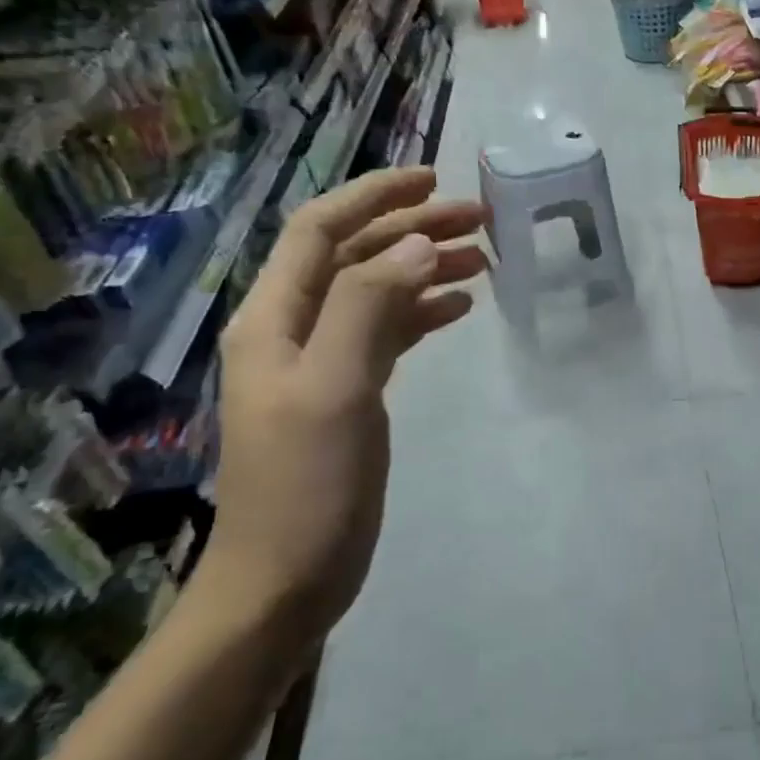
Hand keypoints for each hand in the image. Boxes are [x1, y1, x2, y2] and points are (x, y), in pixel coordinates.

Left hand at [196, 169, 485, 650]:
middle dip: (412, 229)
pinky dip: (422, 312)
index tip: (434, 180)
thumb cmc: (307, 486)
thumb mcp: (335, 389)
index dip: (374, 197)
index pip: (322, 230)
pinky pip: (388, 332)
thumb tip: (416, 244)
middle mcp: (294, 329)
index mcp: (276, 318)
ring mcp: (322, 361)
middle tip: (479, 219)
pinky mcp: (349, 392)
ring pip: (377, 292)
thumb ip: (369, 308)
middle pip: (355, 256)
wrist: (284, 579)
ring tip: (483, 259)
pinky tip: (459, 307)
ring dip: (424, 267)